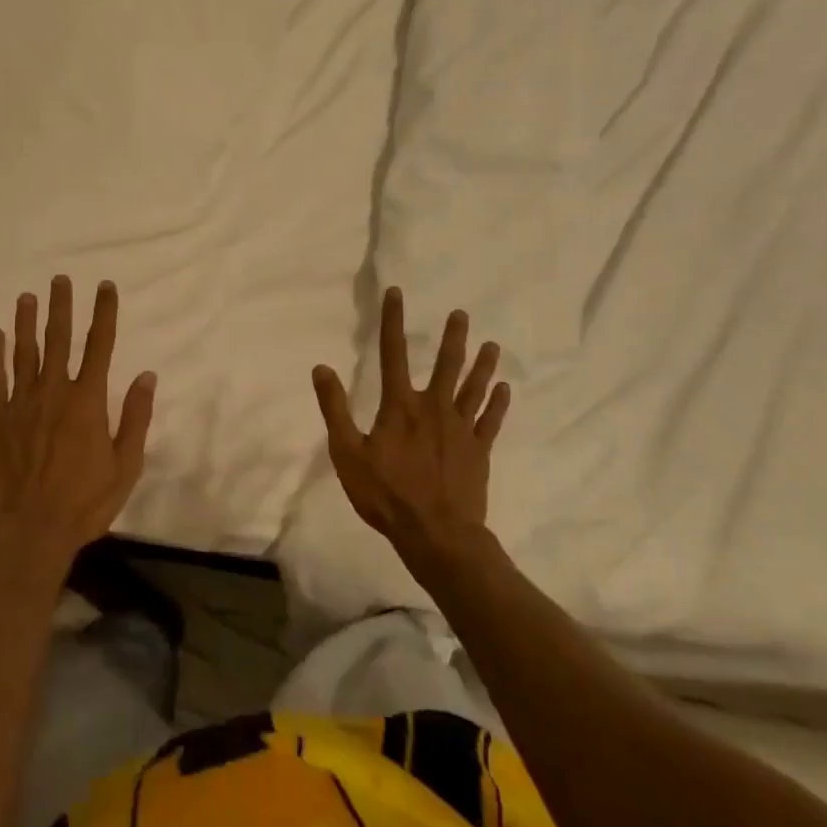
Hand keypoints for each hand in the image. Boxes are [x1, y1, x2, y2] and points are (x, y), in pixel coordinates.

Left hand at [0, 276, 156, 580]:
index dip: (104, 313)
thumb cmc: (82, 504)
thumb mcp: (125, 467)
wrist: (26, 532)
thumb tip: (147, 376)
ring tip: (27, 297)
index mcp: (88, 401)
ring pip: (24, 353)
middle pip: (59, 340)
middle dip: (62, 307)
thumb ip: (135, 419)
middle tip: (60, 279)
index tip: (104, 286)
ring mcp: (20, 404)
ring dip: (27, 322)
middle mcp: (54, 392)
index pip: (100, 346)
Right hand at [312, 287, 509, 564]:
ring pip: (474, 389)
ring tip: (492, 345)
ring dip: (482, 365)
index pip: (392, 353)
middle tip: (461, 314)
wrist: (435, 534)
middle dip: (453, 338)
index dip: (392, 321)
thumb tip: (322, 368)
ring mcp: (460, 429)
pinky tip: (505, 389)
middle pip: (446, 365)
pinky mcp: (478, 451)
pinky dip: (498, 404)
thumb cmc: (386, 494)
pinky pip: (491, 421)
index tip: (396, 293)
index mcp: (400, 406)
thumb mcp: (347, 453)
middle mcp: (434, 408)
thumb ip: (334, 409)